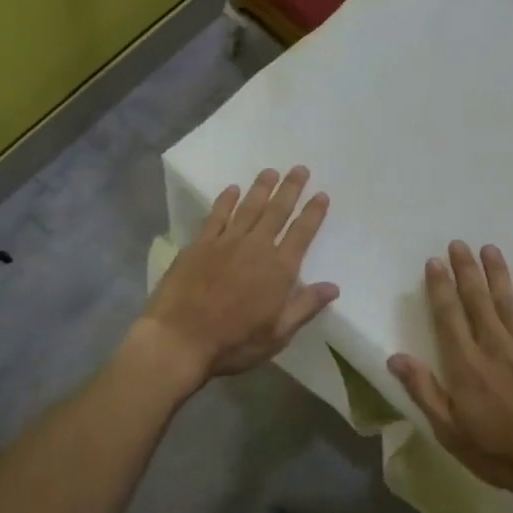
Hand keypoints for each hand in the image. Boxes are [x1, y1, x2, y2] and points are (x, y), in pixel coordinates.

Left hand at [138, 167, 339, 385]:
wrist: (179, 340)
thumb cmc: (233, 343)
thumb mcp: (278, 334)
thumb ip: (305, 307)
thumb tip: (333, 287)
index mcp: (279, 270)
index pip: (301, 234)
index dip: (313, 213)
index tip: (321, 195)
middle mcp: (256, 248)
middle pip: (277, 212)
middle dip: (291, 189)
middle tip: (300, 169)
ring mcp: (225, 243)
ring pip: (248, 207)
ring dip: (261, 188)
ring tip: (271, 171)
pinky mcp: (199, 245)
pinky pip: (216, 216)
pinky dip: (225, 201)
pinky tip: (232, 189)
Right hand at [388, 241, 512, 500]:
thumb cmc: (497, 451)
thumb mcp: (449, 430)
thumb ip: (424, 390)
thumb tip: (395, 357)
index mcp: (465, 364)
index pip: (448, 315)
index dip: (440, 287)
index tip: (434, 262)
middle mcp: (493, 345)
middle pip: (477, 299)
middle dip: (466, 270)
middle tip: (459, 244)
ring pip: (507, 300)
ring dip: (496, 272)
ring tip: (488, 249)